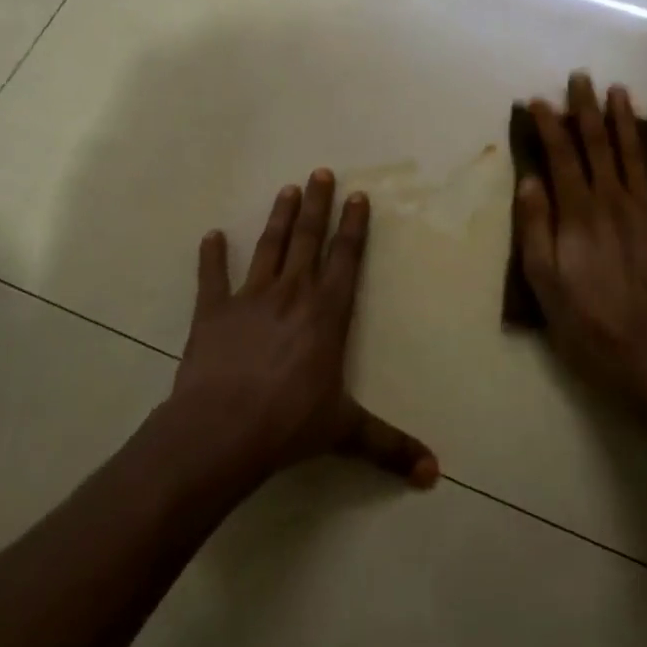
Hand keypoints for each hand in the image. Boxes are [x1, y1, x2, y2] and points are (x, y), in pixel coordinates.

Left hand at [168, 170, 437, 491]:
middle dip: (317, 204)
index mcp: (327, 313)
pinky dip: (211, 256)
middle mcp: (293, 294)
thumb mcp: (346, 432)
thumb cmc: (290, 424)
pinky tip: (212, 235)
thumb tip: (434, 474)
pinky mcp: (212, 312)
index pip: (346, 258)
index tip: (358, 195)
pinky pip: (212, 277)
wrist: (221, 431)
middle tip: (320, 171)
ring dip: (279, 218)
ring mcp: (250, 299)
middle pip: (308, 239)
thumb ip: (390, 446)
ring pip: (269, 248)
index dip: (354, 226)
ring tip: (287, 189)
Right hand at [516, 75, 646, 415]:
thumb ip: (535, 228)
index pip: (561, 156)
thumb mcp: (543, 283)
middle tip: (581, 78)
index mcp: (579, 213)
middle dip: (586, 109)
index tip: (538, 100)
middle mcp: (615, 201)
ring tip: (619, 91)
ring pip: (635, 154)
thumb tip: (529, 180)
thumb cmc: (587, 324)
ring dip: (625, 120)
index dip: (549, 125)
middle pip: (598, 145)